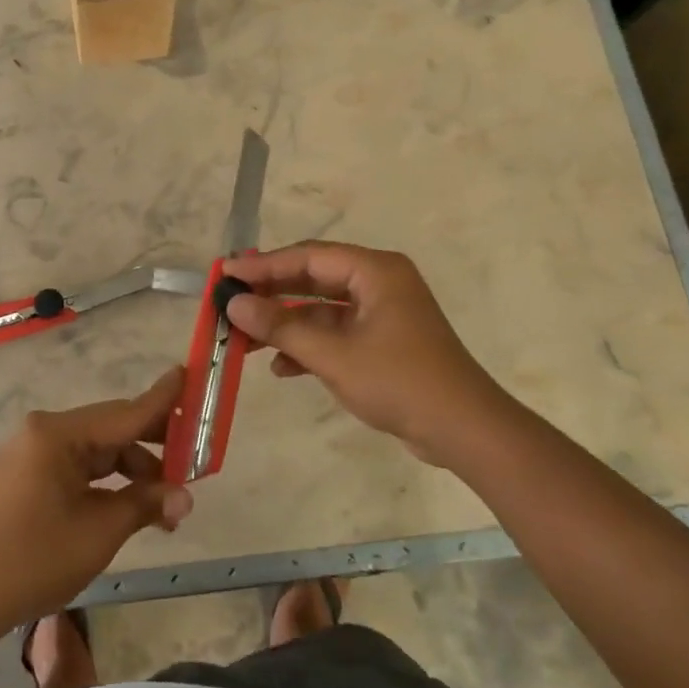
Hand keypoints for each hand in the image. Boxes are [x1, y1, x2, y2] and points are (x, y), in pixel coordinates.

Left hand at [0, 368, 193, 627]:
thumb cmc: (33, 558)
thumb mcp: (99, 531)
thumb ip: (145, 504)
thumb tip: (184, 497)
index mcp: (58, 434)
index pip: (124, 412)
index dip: (163, 399)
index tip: (189, 375)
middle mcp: (43, 432)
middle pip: (110, 429)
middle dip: (153, 446)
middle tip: (193, 460)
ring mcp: (30, 454)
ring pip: (95, 451)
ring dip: (130, 472)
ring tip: (164, 505)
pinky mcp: (24, 477)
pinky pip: (75, 468)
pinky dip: (104, 483)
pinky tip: (127, 506)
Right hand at [222, 242, 509, 456]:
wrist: (463, 430)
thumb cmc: (400, 382)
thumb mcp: (334, 355)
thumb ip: (281, 327)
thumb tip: (235, 304)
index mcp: (375, 271)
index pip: (308, 257)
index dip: (264, 265)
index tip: (225, 273)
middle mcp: (379, 283)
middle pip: (313, 279)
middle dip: (271, 293)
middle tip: (230, 301)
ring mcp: (382, 313)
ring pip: (321, 309)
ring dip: (286, 323)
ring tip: (245, 338)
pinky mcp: (382, 341)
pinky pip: (336, 333)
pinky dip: (309, 345)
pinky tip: (281, 367)